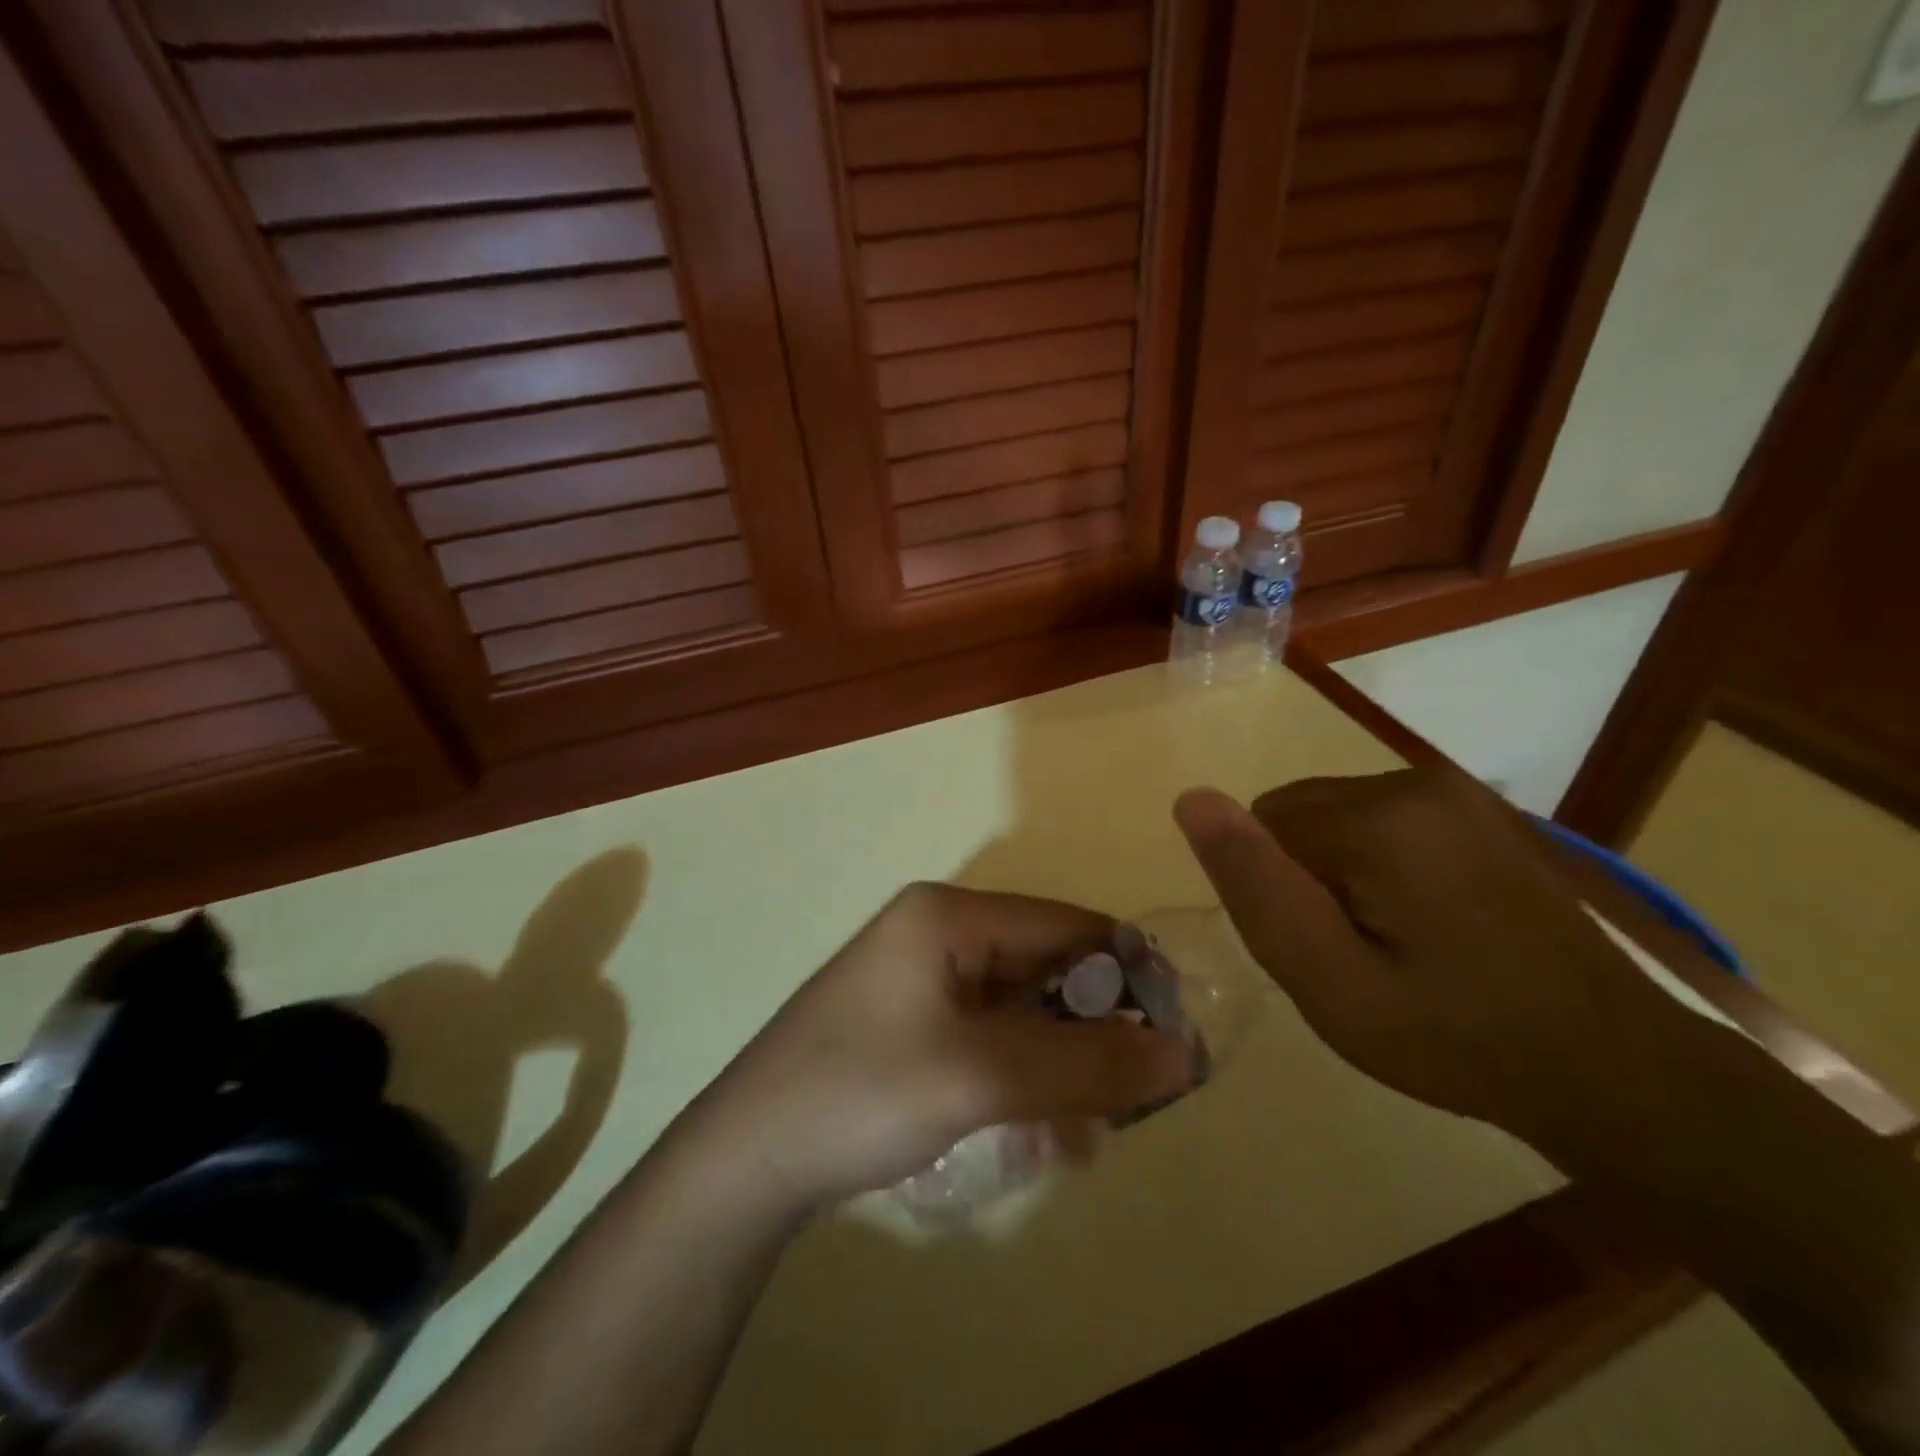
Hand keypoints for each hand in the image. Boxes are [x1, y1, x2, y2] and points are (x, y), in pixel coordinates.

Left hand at [702, 883, 1191, 1208]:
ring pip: (1022, 1007)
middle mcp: (938, 932)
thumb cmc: (861, 1093)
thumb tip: (1183, 1054)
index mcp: (948, 915)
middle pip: (1044, 966)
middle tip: (1133, 1096)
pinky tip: (1043, 1129)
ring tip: (1089, 1126)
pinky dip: (1025, 1072)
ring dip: (1062, 1059)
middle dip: (1093, 1027)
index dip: (1126, 972)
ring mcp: (922, 978)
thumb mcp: (981, 1076)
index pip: (1065, 925)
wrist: (746, 1160)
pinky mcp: (913, 1022)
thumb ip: (1084, 1062)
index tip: (1173, 1033)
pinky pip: (991, 1035)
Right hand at [1173, 769, 1713, 1159]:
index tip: (1328, 952)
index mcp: (1377, 817)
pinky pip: (1382, 821)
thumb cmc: (1455, 1037)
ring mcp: (1456, 790)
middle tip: (1359, 955)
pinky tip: (1428, 922)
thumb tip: (1191, 799)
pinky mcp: (1480, 808)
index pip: (1262, 829)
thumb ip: (1256, 888)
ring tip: (1396, 944)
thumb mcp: (1330, 982)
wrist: (1617, 1068)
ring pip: (1335, 817)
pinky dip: (1380, 864)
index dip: (1278, 894)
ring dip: (1341, 872)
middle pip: (1297, 815)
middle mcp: (1414, 780)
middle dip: (1306, 877)